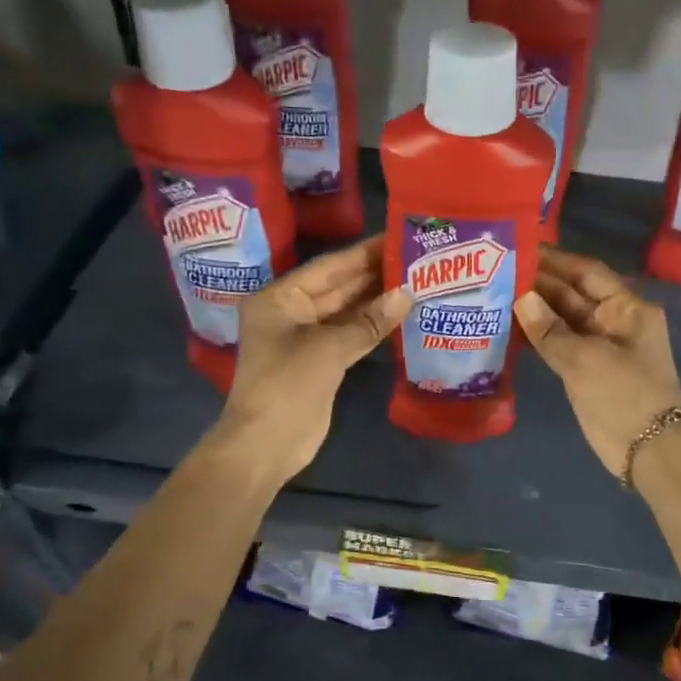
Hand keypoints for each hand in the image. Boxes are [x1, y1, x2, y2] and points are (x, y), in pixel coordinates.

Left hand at [216, 236, 409, 482]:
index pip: (328, 267)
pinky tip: (399, 315)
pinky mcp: (319, 363)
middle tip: (413, 257)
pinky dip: (371, 328)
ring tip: (414, 280)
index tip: (395, 237)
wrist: (267, 444)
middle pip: (336, 287)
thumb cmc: (287, 385)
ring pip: (345, 313)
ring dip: (375, 300)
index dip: (363, 253)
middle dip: (372, 275)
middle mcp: (289, 312)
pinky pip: (349, 336)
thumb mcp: (329, 348)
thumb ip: (368, 321)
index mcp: (279, 298)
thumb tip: (407, 294)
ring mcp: (304, 339)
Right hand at [515, 247, 680, 478]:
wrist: (647, 448)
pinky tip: (507, 326)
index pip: (587, 273)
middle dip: (539, 284)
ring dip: (534, 309)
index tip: (521, 249)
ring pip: (562, 320)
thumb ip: (550, 329)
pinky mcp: (584, 370)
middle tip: (497, 271)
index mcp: (627, 308)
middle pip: (572, 294)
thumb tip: (520, 297)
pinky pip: (557, 344)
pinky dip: (536, 335)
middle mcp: (613, 321)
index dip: (555, 260)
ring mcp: (598, 346)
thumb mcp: (586, 359)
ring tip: (495, 293)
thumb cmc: (625, 394)